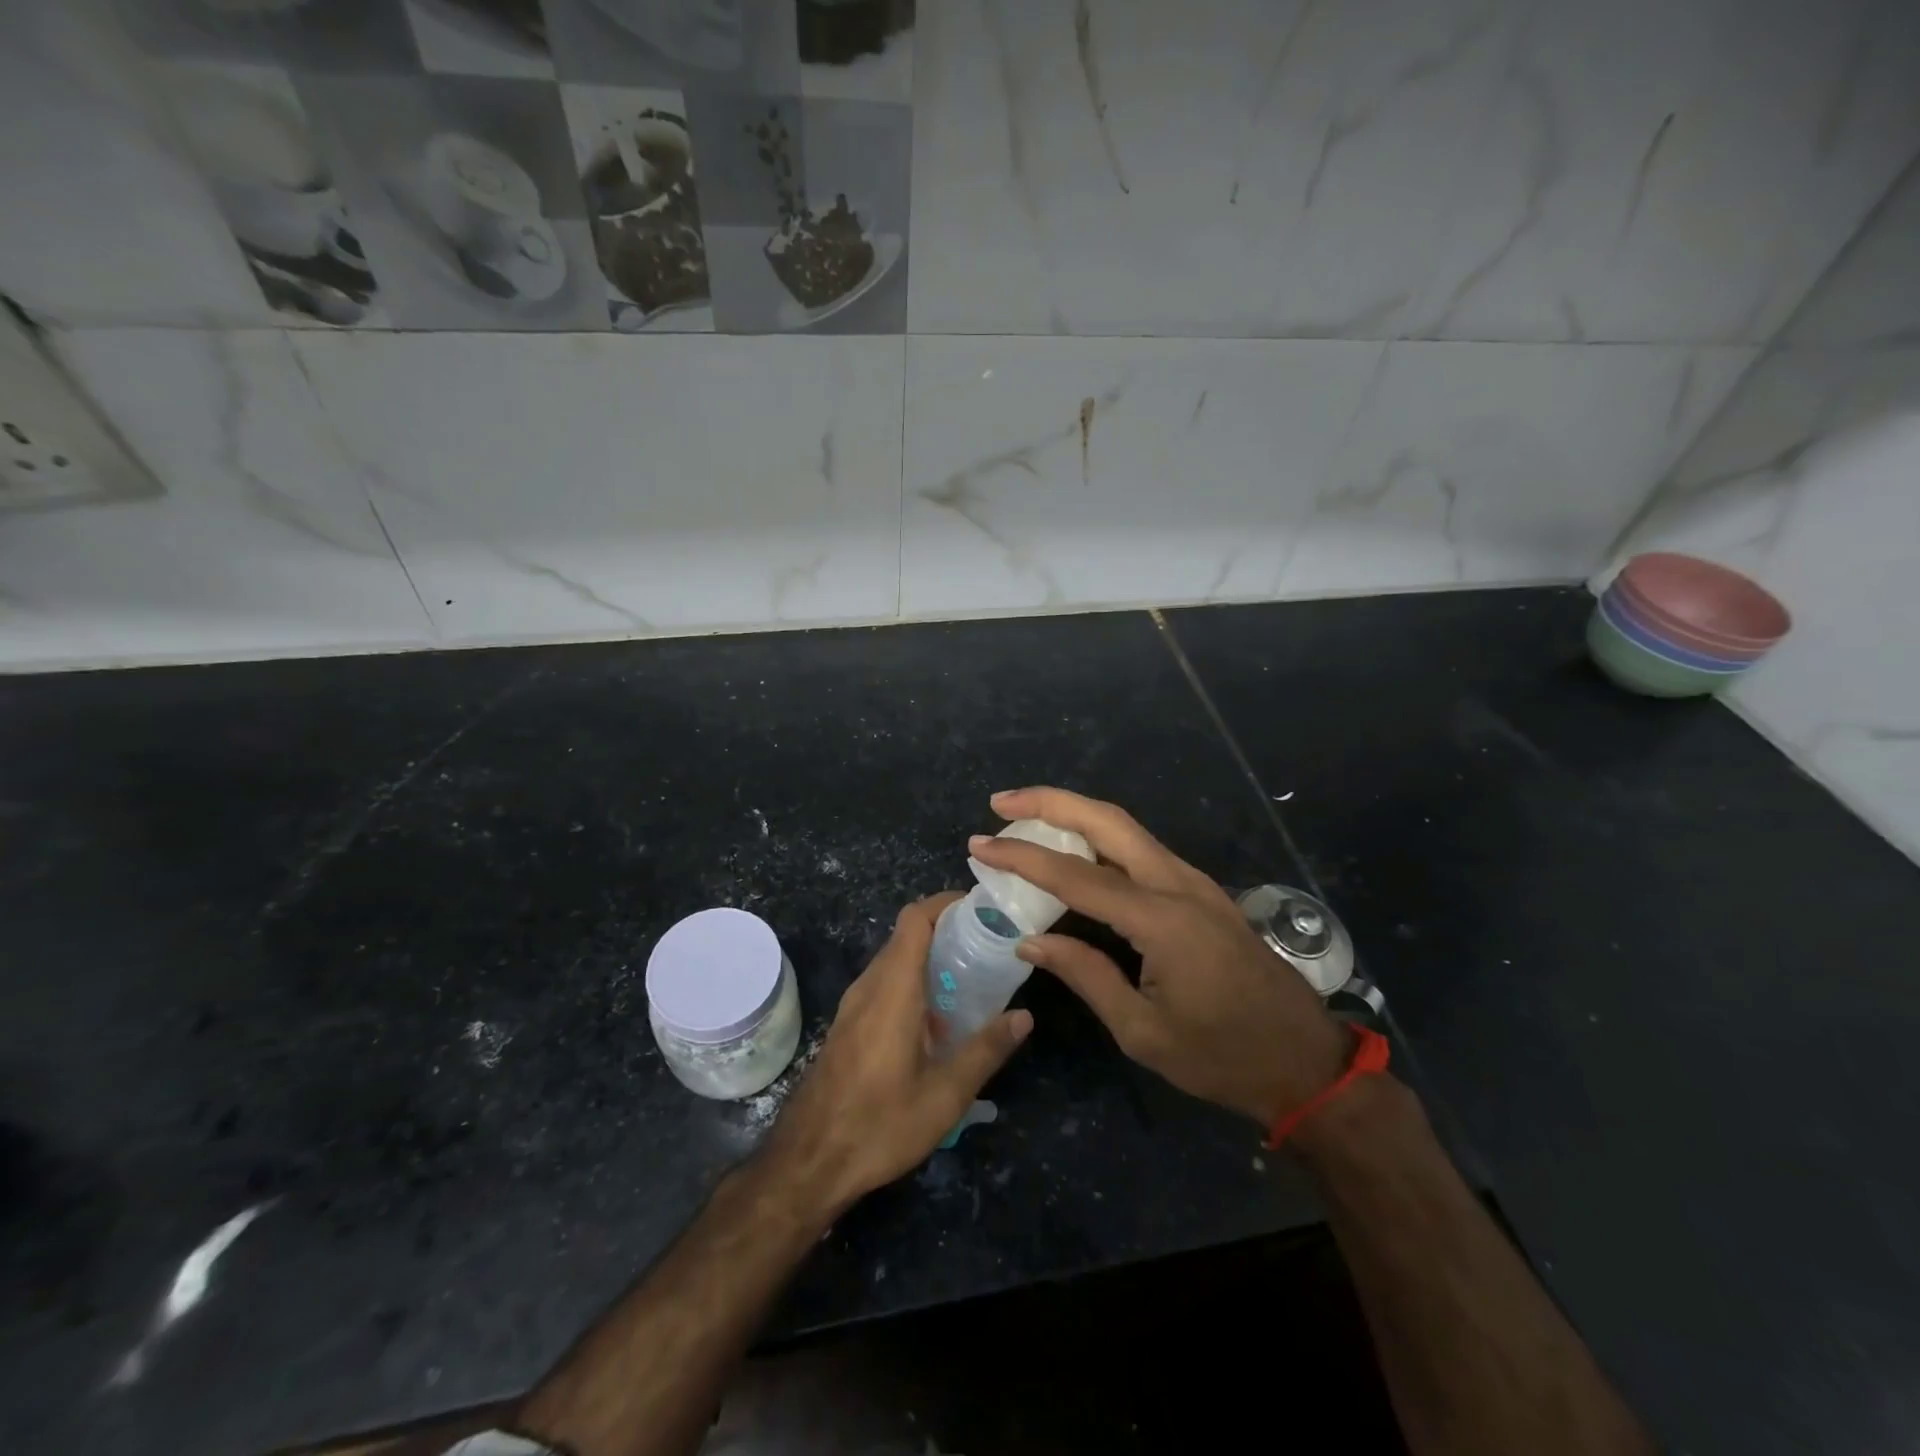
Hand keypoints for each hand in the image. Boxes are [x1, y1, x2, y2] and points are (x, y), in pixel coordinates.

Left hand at [763, 893, 1032, 1215]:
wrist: (808, 1162)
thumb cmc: (879, 1124)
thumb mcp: (944, 1095)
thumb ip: (986, 1050)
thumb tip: (1024, 1016)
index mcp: (893, 988)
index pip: (915, 918)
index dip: (946, 902)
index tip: (981, 909)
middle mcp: (869, 986)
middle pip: (906, 936)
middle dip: (947, 930)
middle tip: (988, 947)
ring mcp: (853, 1006)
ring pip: (894, 961)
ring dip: (930, 959)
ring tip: (971, 981)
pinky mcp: (848, 1025)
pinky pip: (884, 986)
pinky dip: (913, 984)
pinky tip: (938, 1023)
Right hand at [969, 787, 1347, 1129]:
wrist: (1304, 1062)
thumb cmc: (1221, 1056)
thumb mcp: (1142, 1031)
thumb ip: (1085, 975)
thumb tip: (1030, 940)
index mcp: (1161, 920)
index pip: (1076, 875)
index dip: (1022, 858)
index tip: (980, 846)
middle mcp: (1178, 885)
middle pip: (1108, 820)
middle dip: (1051, 802)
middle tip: (1001, 803)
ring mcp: (1195, 883)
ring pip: (1127, 828)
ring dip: (1075, 814)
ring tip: (1026, 819)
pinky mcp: (1201, 892)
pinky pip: (1142, 850)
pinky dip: (1100, 838)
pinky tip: (1075, 852)